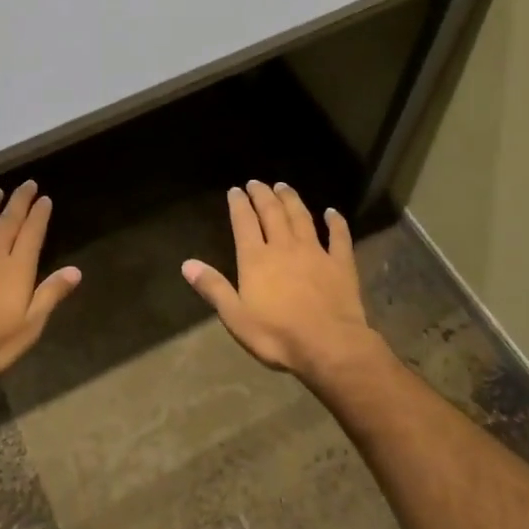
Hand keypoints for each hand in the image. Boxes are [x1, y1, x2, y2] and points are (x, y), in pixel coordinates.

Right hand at [181, 181, 383, 377]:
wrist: (329, 345)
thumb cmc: (276, 335)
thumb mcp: (235, 316)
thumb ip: (213, 288)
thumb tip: (187, 264)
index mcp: (256, 259)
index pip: (244, 223)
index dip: (239, 205)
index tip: (235, 190)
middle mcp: (284, 247)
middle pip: (272, 213)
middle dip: (263, 195)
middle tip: (257, 182)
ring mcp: (315, 252)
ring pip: (301, 218)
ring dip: (291, 200)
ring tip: (284, 186)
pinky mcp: (340, 264)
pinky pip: (339, 237)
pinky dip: (336, 222)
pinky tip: (333, 212)